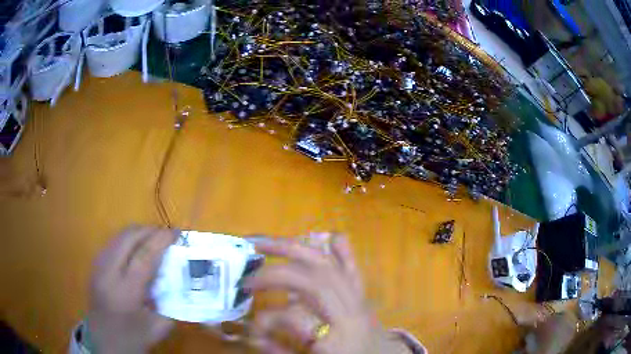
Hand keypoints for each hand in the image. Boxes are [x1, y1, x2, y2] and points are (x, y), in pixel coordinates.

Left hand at [87, 226, 176, 353]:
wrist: (103, 340)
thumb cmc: (132, 337)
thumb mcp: (158, 327)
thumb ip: (170, 303)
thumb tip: (179, 279)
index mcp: (126, 292)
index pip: (144, 256)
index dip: (161, 240)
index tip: (176, 232)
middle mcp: (108, 273)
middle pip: (128, 237)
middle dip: (149, 230)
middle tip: (165, 234)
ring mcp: (98, 266)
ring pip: (118, 236)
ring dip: (138, 233)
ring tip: (152, 240)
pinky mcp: (94, 264)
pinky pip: (112, 242)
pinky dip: (127, 240)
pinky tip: (136, 251)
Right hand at [246, 234, 410, 353]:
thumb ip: (281, 351)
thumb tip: (252, 336)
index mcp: (336, 338)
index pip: (294, 318)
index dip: (266, 320)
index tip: (252, 327)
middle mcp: (348, 313)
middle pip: (311, 281)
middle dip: (274, 274)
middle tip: (246, 279)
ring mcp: (358, 297)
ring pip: (327, 264)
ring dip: (292, 249)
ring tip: (263, 243)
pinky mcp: (362, 290)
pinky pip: (350, 263)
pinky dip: (337, 246)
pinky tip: (318, 235)